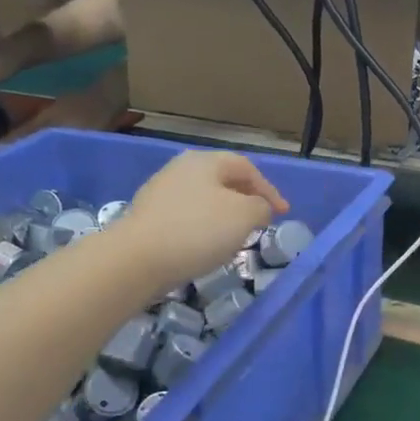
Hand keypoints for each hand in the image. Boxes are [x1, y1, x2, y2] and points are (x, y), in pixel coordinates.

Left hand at [120, 152, 287, 290]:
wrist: (136, 259)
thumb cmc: (197, 230)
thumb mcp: (244, 216)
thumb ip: (260, 207)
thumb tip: (258, 208)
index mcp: (205, 161)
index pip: (247, 167)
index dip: (269, 189)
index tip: (283, 213)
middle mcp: (181, 169)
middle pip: (223, 180)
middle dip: (246, 199)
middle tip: (261, 220)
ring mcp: (161, 191)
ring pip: (205, 198)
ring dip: (225, 214)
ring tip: (236, 235)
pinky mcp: (149, 216)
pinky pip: (187, 216)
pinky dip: (204, 226)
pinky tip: (206, 245)